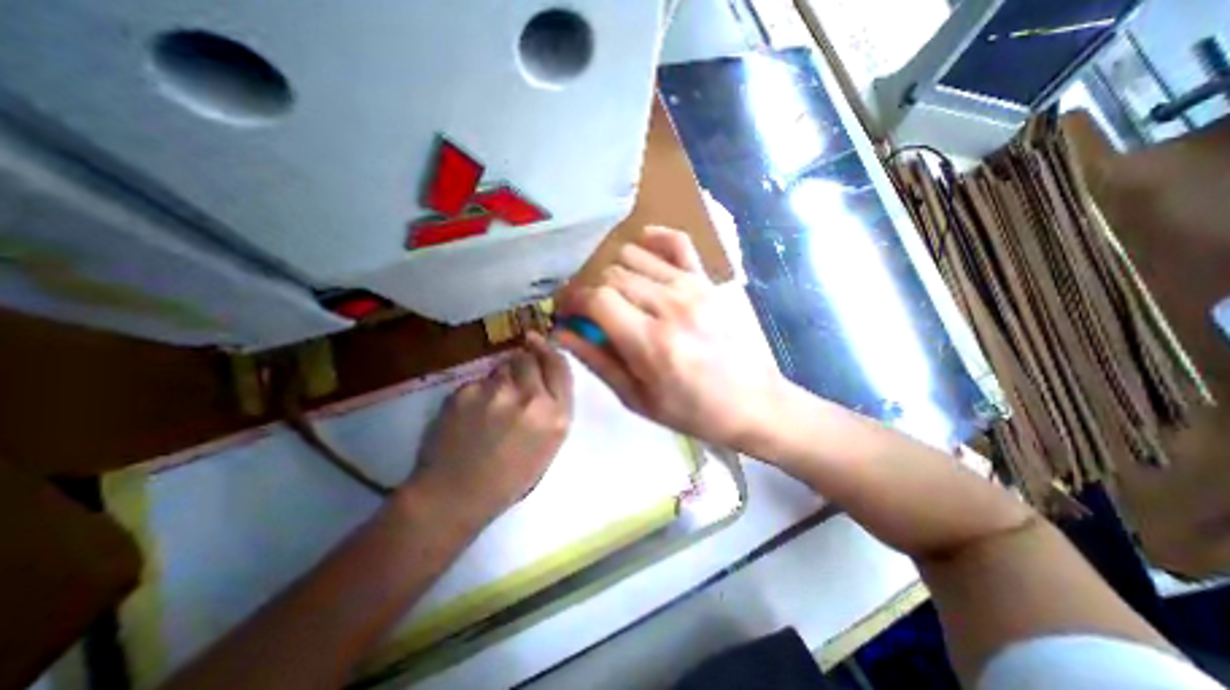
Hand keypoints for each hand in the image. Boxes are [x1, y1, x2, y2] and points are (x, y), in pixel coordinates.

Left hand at [407, 334, 572, 528]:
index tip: (539, 342)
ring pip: (501, 367)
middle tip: (514, 383)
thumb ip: (553, 407)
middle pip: (529, 358)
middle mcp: (530, 398)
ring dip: (500, 378)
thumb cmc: (508, 478)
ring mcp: (495, 392)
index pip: (559, 366)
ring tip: (490, 406)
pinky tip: (470, 415)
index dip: (549, 351)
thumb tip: (543, 375)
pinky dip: (477, 391)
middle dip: (523, 364)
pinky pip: (478, 381)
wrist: (454, 496)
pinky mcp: (465, 391)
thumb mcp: (547, 445)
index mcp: (556, 416)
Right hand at [556, 227, 775, 452]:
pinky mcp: (707, 281)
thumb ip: (597, 360)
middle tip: (592, 312)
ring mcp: (692, 287)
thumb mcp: (636, 398)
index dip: (572, 301)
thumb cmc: (691, 410)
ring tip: (618, 295)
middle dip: (592, 291)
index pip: (596, 298)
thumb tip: (562, 332)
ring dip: (615, 273)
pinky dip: (654, 239)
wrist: (752, 402)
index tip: (567, 312)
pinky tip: (644, 249)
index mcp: (649, 341)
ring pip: (634, 256)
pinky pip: (677, 241)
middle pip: (611, 275)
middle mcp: (669, 305)